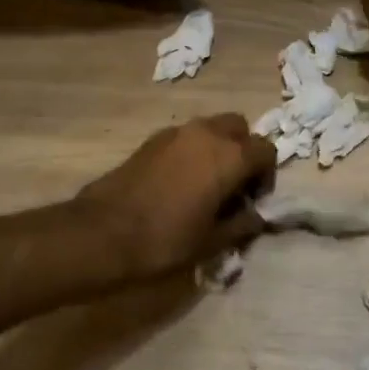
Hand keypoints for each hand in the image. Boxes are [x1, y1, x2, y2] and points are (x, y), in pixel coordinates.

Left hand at [74, 115, 276, 279]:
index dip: (266, 175)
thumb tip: (256, 216)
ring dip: (217, 148)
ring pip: (211, 128)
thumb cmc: (165, 240)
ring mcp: (176, 132)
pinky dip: (193, 151)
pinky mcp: (152, 139)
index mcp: (229, 156)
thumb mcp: (211, 242)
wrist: (102, 233)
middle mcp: (206, 133)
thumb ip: (241, 224)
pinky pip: (185, 137)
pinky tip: (179, 184)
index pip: (266, 150)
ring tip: (206, 185)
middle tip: (233, 185)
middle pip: (239, 128)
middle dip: (243, 151)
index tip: (253, 201)